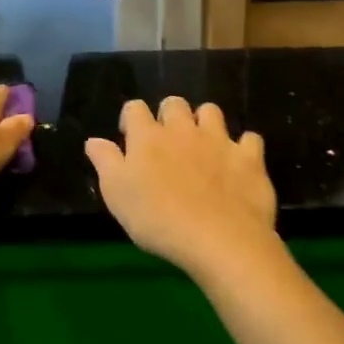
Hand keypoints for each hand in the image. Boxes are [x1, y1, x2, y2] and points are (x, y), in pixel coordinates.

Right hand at [84, 97, 278, 277]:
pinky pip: (250, 139)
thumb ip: (105, 162)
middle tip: (167, 141)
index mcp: (148, 137)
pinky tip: (239, 162)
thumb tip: (93, 140)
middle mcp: (183, 129)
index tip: (130, 136)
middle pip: (174, 104)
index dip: (130, 118)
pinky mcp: (249, 157)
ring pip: (211, 112)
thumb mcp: (117, 195)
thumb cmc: (157, 220)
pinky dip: (243, 147)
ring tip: (203, 144)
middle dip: (169, 114)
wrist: (218, 239)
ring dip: (205, 122)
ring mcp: (219, 141)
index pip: (134, 108)